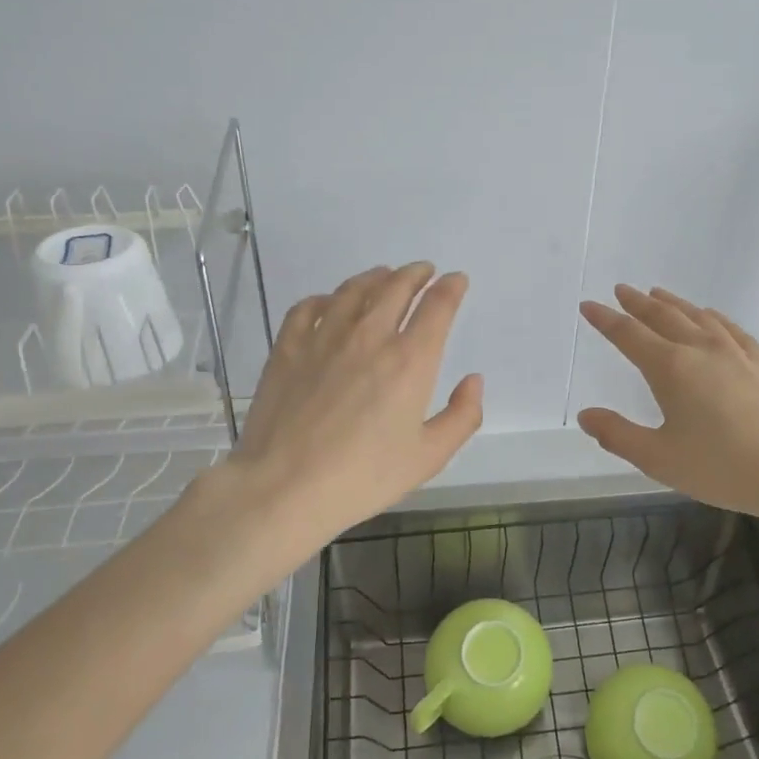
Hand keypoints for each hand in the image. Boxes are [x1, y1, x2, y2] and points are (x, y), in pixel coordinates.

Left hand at [219, 262, 482, 558]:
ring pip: (354, 290)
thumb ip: (462, 416)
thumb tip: (473, 380)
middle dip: (416, 274)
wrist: (286, 486)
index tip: (456, 280)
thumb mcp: (429, 457)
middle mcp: (370, 336)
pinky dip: (326, 298)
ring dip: (375, 277)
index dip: (451, 287)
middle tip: (423, 271)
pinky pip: (309, 307)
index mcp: (410, 360)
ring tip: (383, 276)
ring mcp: (324, 337)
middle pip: (396, 287)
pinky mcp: (288, 347)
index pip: (437, 306)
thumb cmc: (364, 477)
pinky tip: (330, 302)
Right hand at [577, 286, 758, 526]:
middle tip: (621, 289)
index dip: (605, 320)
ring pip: (696, 317)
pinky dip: (710, 316)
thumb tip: (586, 415)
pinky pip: (728, 327)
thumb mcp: (659, 459)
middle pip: (663, 317)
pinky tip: (710, 317)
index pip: (629, 335)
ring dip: (672, 303)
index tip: (588, 305)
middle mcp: (701, 350)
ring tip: (658, 294)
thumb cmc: (722, 468)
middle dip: (638, 303)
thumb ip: (618, 435)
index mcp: (671, 368)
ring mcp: (735, 353)